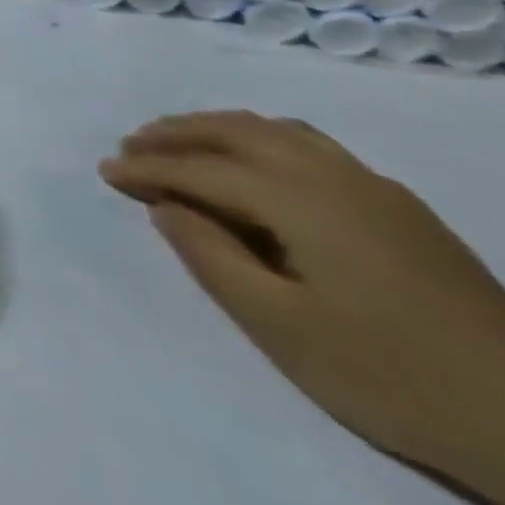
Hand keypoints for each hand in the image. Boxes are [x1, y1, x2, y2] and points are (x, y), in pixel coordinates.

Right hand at [101, 112, 504, 504]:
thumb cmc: (390, 375)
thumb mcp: (280, 326)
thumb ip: (211, 256)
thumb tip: (167, 207)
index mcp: (301, 201)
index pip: (202, 170)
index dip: (147, 168)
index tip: (104, 171)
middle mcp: (335, 177)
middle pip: (238, 131)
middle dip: (176, 133)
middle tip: (130, 146)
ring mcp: (375, 189)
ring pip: (276, 130)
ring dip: (217, 129)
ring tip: (180, 145)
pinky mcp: (400, 208)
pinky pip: (309, 145)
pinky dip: (261, 139)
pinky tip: (254, 165)